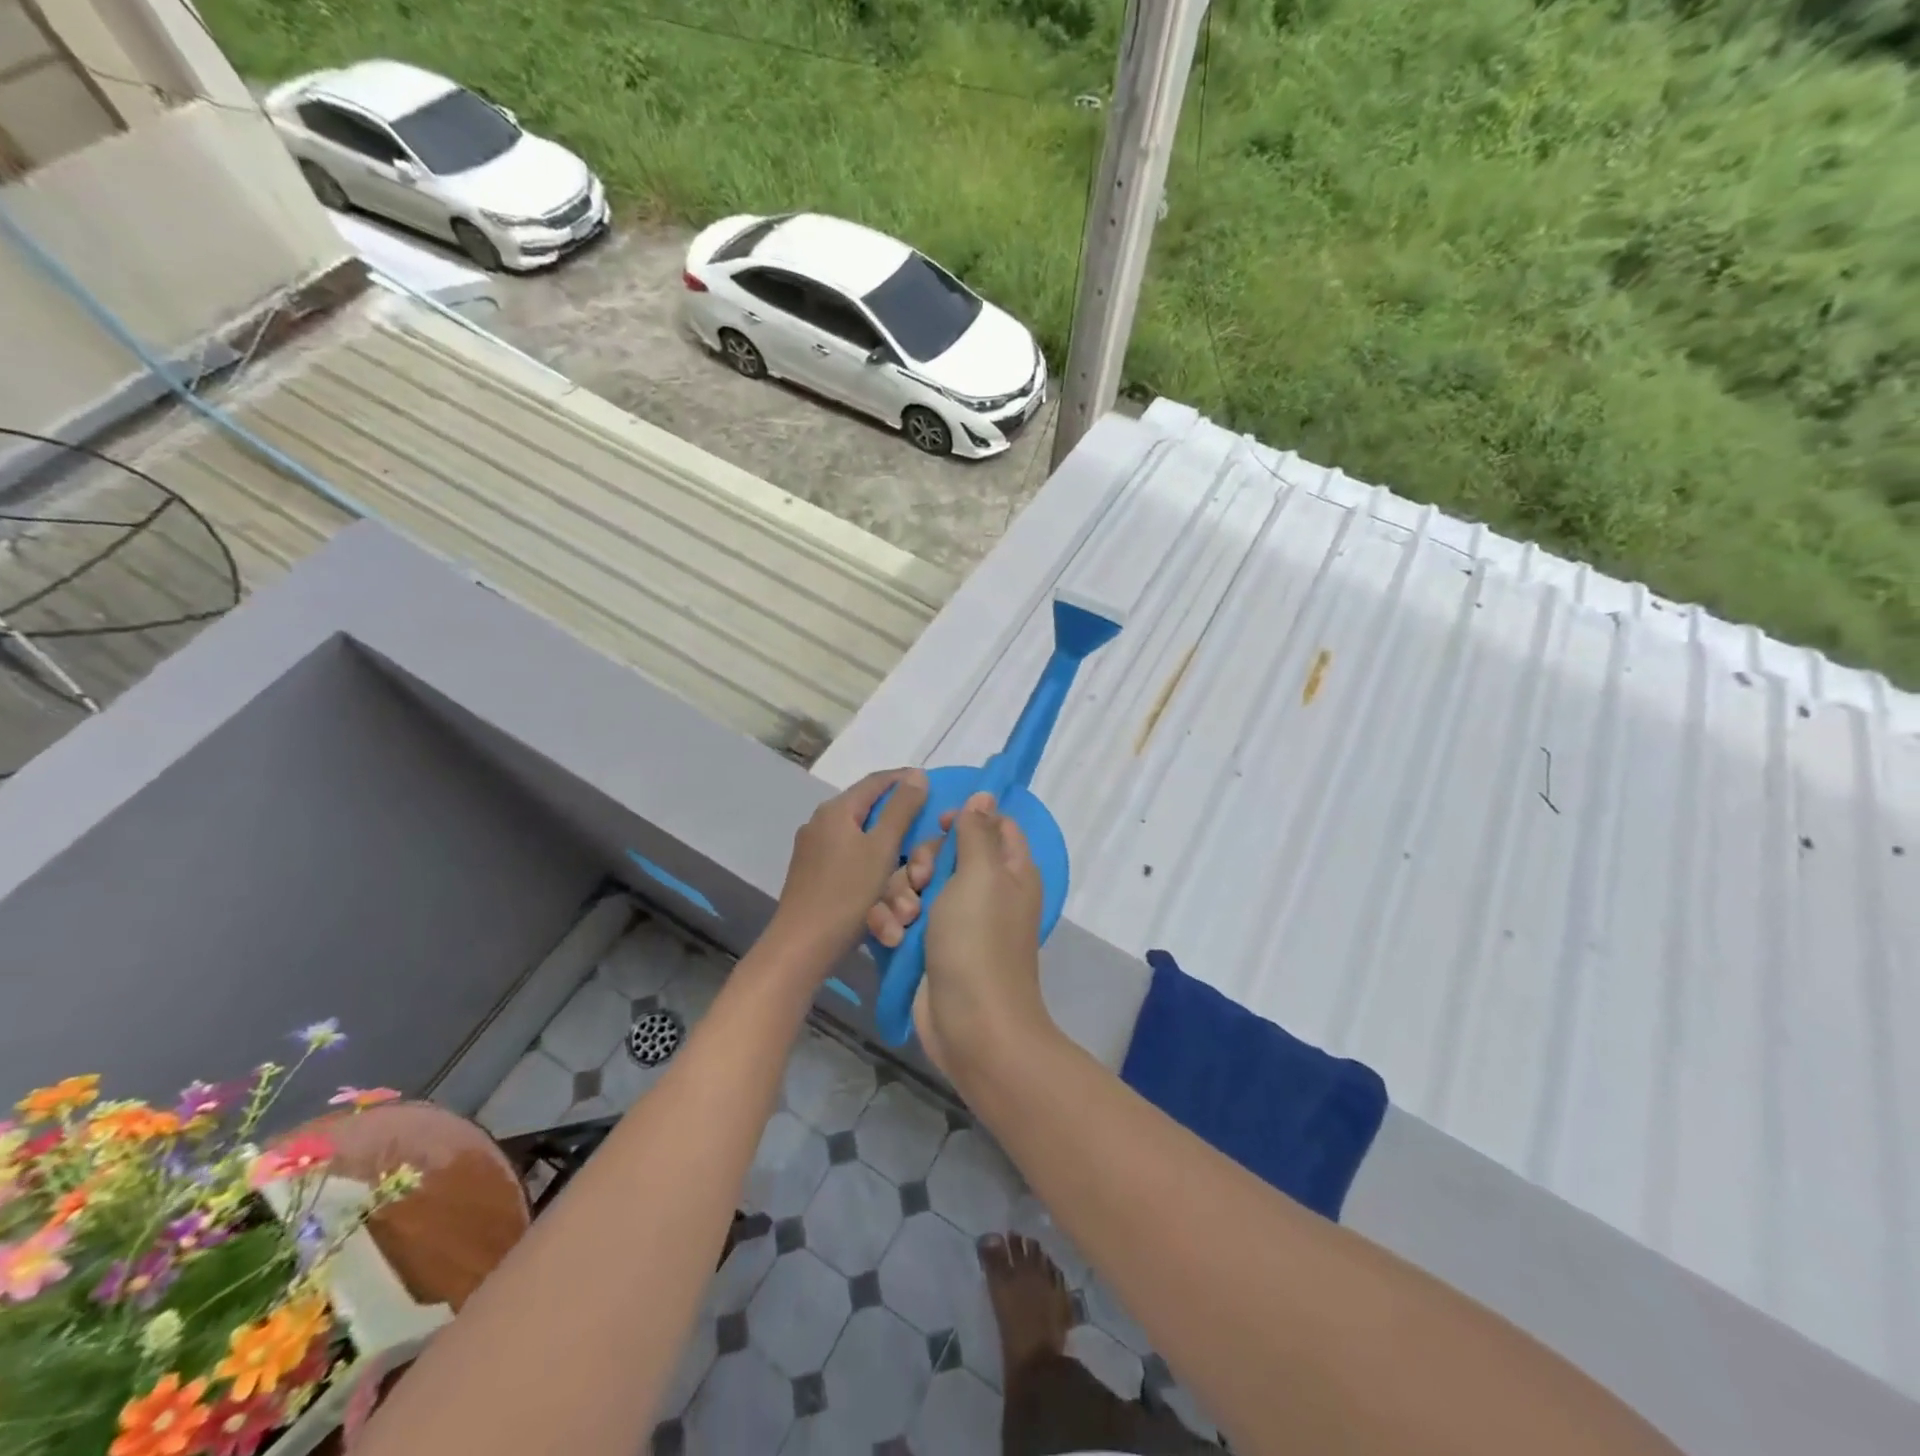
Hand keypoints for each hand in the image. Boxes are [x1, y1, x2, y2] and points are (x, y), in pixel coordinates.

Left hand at [766, 769, 928, 969]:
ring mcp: (814, 851)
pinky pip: (851, 864)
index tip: (932, 785)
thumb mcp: (882, 848)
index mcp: (836, 810)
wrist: (802, 946)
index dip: (905, 780)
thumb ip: (902, 809)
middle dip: (901, 828)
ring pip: (862, 843)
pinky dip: (873, 872)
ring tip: (910, 873)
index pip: (877, 781)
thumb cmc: (847, 894)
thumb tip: (917, 775)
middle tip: (924, 837)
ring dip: (889, 856)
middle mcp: (821, 823)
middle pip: (870, 815)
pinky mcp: (813, 876)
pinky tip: (886, 890)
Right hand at [865, 792, 1051, 1078]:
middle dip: (921, 861)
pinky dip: (892, 923)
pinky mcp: (926, 945)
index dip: (965, 818)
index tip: (939, 823)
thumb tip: (986, 796)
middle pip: (944, 852)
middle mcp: (984, 891)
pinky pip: (900, 916)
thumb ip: (977, 832)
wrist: (969, 1022)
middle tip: (919, 881)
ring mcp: (953, 920)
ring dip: (900, 895)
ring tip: (904, 919)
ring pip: (914, 883)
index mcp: (1009, 870)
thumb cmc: (978, 940)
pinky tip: (892, 937)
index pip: (992, 824)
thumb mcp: (980, 874)